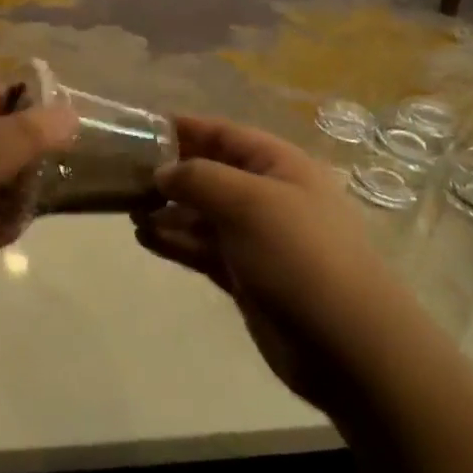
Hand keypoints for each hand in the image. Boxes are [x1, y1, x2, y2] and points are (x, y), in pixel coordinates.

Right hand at [135, 116, 374, 412]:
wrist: (348, 345)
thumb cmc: (299, 255)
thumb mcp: (248, 202)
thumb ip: (198, 178)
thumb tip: (162, 172)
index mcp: (279, 165)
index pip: (224, 133)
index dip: (184, 128)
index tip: (139, 128)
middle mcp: (268, 195)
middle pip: (210, 172)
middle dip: (170, 172)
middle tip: (124, 175)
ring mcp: (257, 238)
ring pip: (203, 213)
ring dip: (168, 210)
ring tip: (128, 209)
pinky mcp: (246, 276)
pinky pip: (203, 248)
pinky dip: (176, 241)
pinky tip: (145, 238)